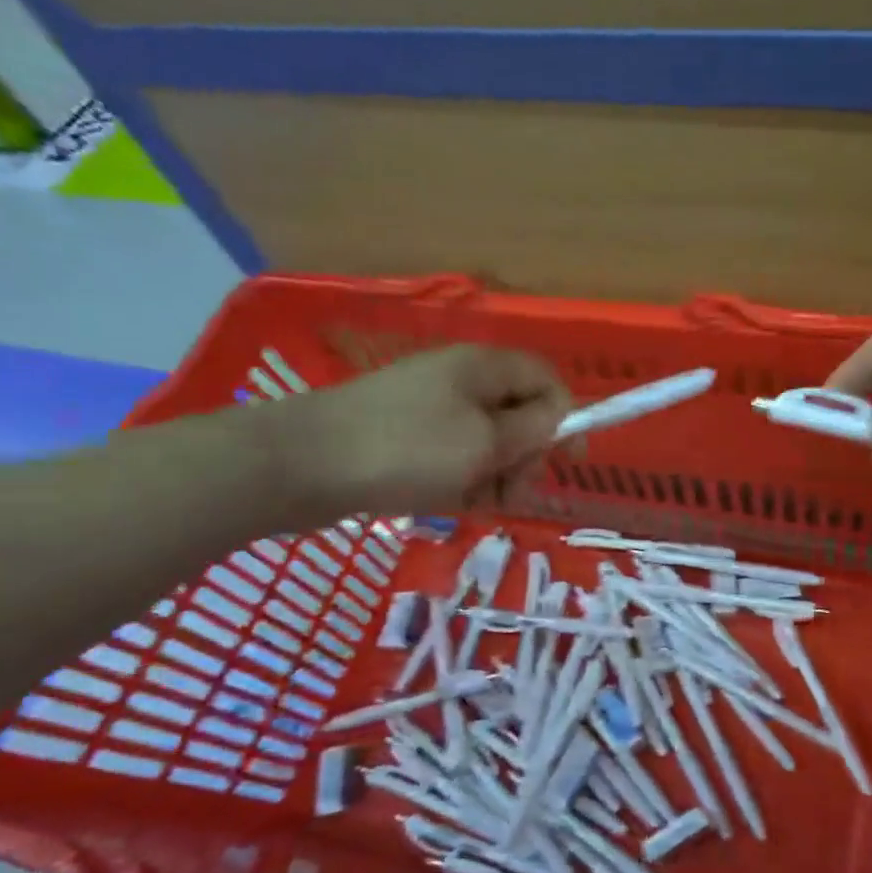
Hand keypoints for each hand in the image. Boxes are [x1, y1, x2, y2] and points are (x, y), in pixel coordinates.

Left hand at [269, 345, 571, 523]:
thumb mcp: (485, 442)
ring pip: (487, 443)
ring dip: (494, 477)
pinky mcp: (405, 437)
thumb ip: (534, 430)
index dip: (566, 417)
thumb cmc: (406, 449)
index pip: (546, 380)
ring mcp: (430, 409)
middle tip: (511, 493)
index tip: (570, 462)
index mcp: (484, 367)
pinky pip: (454, 457)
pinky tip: (449, 504)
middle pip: (519, 414)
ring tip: (475, 505)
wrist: (301, 464)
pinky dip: (461, 481)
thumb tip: (564, 416)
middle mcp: (461, 380)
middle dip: (525, 457)